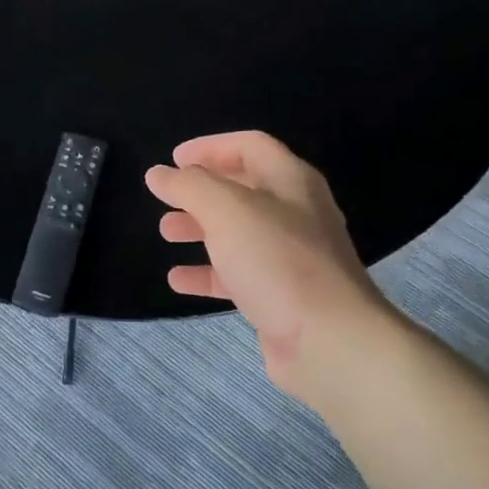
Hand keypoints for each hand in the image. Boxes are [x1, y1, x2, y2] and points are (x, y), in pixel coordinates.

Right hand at [145, 131, 402, 400]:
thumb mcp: (227, 210)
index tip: (173, 158)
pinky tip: (178, 280)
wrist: (330, 342)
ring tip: (166, 233)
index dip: (210, 147)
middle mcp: (295, 213)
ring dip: (200, 229)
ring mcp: (291, 257)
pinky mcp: (282, 295)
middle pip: (242, 188)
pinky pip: (238, 274)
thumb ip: (189, 186)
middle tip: (166, 198)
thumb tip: (158, 173)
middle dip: (200, 191)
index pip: (249, 146)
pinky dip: (207, 272)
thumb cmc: (278, 261)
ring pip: (238, 232)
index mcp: (290, 181)